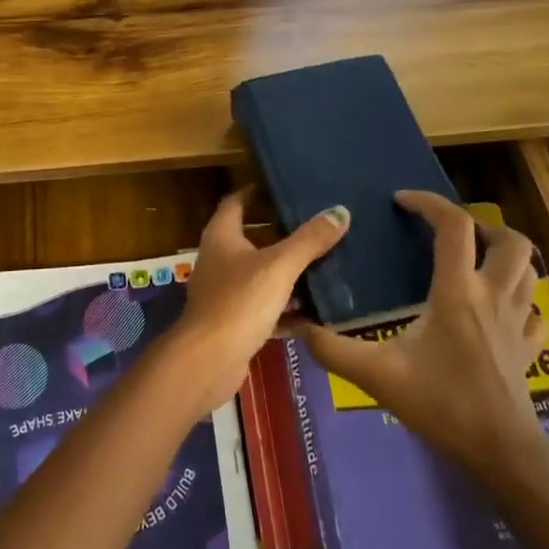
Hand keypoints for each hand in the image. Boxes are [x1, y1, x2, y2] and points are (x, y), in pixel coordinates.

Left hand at [162, 191, 350, 415]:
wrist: (207, 361)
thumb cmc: (239, 302)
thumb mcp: (280, 266)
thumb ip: (310, 240)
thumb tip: (340, 211)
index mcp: (222, 235)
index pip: (237, 201)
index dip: (258, 191)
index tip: (287, 187)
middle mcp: (219, 258)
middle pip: (252, 237)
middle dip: (283, 233)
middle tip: (319, 226)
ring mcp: (225, 291)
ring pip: (261, 274)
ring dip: (287, 272)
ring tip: (326, 265)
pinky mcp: (234, 321)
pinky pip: (265, 307)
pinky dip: (286, 308)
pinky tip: (316, 311)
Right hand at [291, 190, 547, 481]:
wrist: (500, 453)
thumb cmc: (440, 405)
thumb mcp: (377, 374)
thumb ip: (332, 348)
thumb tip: (296, 325)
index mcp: (457, 291)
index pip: (454, 226)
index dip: (429, 203)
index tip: (402, 201)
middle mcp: (494, 296)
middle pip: (510, 240)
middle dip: (483, 226)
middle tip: (451, 234)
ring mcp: (518, 322)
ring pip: (529, 270)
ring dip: (505, 256)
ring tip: (475, 260)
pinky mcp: (530, 348)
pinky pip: (535, 310)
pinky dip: (521, 298)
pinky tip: (500, 307)